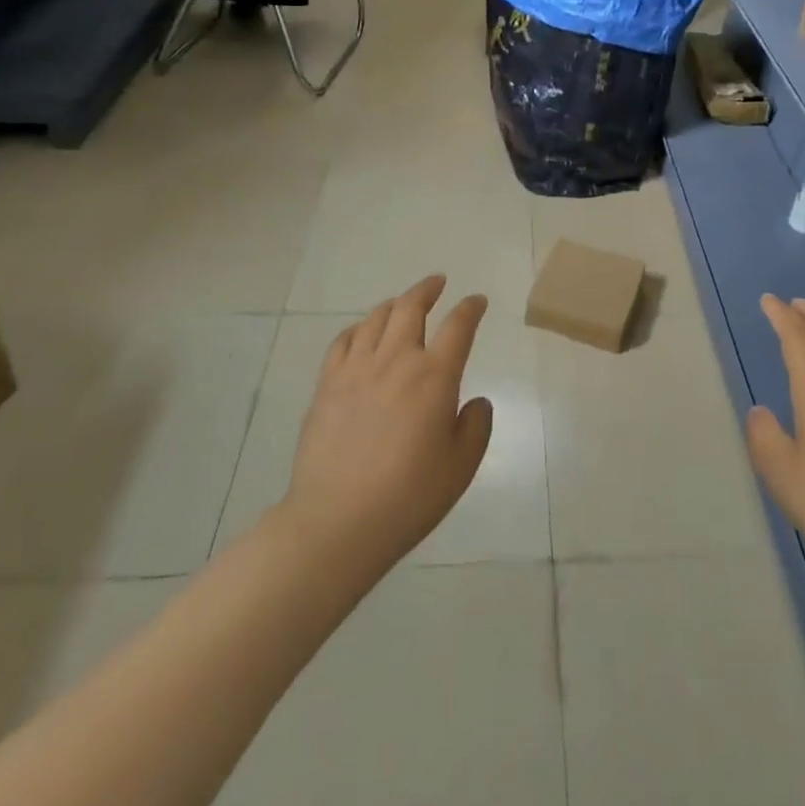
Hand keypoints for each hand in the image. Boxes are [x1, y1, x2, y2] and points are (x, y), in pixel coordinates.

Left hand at [282, 276, 492, 575]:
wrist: (338, 522)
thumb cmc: (409, 496)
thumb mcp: (461, 466)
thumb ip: (476, 425)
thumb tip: (475, 401)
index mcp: (434, 377)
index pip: (458, 326)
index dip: (471, 308)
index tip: (477, 301)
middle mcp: (396, 361)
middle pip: (411, 307)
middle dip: (427, 289)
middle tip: (437, 283)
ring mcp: (356, 370)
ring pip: (376, 318)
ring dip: (394, 304)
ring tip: (402, 304)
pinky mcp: (327, 386)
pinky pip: (343, 341)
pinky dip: (358, 328)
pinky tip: (363, 333)